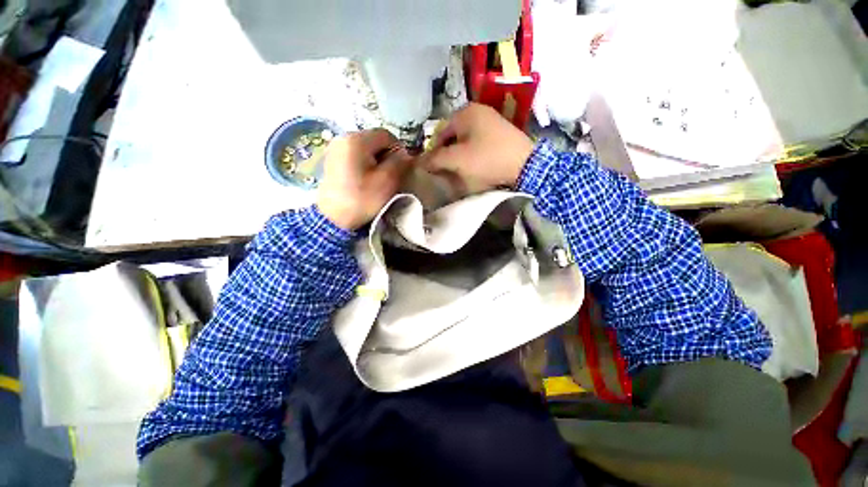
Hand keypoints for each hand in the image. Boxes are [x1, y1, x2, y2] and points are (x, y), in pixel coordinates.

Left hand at [316, 129, 411, 229]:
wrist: (333, 219)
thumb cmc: (362, 199)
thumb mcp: (387, 181)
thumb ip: (399, 163)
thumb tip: (405, 154)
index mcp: (356, 140)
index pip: (386, 135)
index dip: (398, 150)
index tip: (401, 168)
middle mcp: (343, 138)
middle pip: (375, 140)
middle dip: (386, 156)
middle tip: (390, 175)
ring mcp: (335, 148)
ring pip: (366, 148)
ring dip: (376, 161)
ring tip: (378, 179)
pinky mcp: (332, 160)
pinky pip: (355, 156)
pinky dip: (365, 164)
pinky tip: (365, 180)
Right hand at [420, 103, 533, 191]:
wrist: (525, 166)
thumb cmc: (487, 159)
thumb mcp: (457, 160)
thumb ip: (436, 159)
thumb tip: (420, 161)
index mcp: (465, 112)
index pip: (439, 132)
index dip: (433, 151)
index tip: (432, 169)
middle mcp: (478, 112)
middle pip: (453, 136)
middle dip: (447, 154)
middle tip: (446, 171)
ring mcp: (491, 122)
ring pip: (466, 141)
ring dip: (459, 156)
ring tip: (459, 172)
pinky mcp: (501, 134)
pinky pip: (478, 144)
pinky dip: (472, 155)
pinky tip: (474, 167)